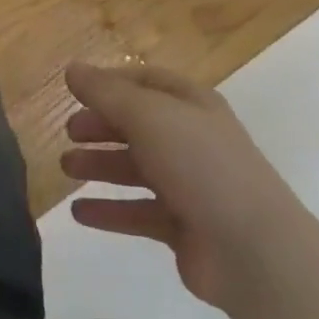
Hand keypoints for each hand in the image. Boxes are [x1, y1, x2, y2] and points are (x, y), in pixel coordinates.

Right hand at [61, 62, 291, 313]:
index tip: (76, 90)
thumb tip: (72, 69)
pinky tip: (79, 213)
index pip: (147, 82)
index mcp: (192, 104)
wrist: (253, 249)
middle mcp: (192, 139)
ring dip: (101, 165)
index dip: (112, 83)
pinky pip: (138, 212)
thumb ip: (106, 93)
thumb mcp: (148, 116)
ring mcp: (190, 185)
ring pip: (136, 169)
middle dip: (102, 125)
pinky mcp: (183, 227)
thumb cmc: (199, 164)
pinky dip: (110, 211)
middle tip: (69, 132)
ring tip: (66, 168)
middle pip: (139, 125)